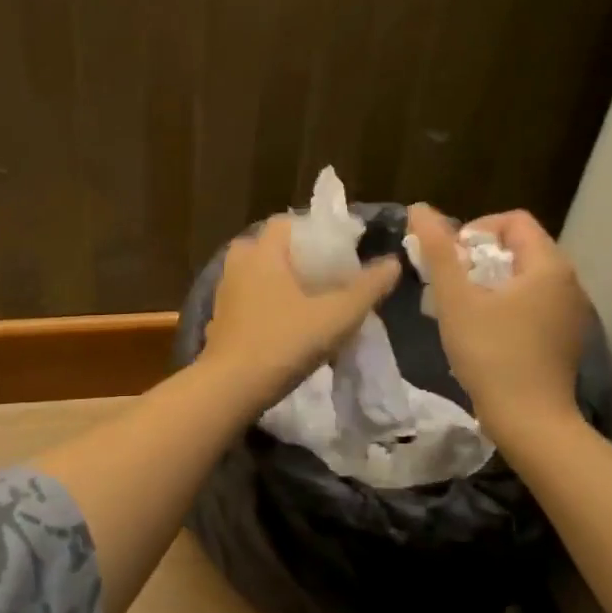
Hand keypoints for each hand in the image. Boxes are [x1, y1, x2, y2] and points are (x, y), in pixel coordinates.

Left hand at [201, 215, 400, 403]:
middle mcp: (238, 265)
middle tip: (324, 277)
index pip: (287, 223)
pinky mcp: (219, 320)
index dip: (315, 233)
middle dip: (295, 258)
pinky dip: (264, 304)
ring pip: (255, 274)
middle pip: (269, 247)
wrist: (230, 388)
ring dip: (279, 282)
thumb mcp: (336, 317)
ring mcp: (224, 293)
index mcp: (262, 253)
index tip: (340, 252)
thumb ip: (367, 288)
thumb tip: (392, 262)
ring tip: (308, 302)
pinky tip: (284, 325)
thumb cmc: (284, 342)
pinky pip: (246, 299)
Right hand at [406, 204, 589, 430]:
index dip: (475, 229)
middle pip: (519, 248)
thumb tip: (419, 208)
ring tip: (460, 308)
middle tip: (448, 283)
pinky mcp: (565, 339)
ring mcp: (570, 313)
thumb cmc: (491, 355)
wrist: (530, 422)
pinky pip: (533, 304)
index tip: (450, 259)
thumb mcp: (456, 299)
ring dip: (489, 283)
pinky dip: (506, 305)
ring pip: (524, 278)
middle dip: (478, 258)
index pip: (513, 221)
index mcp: (549, 266)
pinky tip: (483, 332)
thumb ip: (438, 251)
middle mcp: (569, 283)